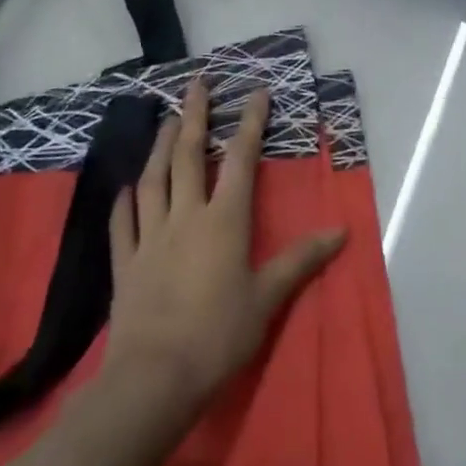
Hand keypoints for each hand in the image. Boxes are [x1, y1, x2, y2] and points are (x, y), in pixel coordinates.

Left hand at [104, 81, 344, 418]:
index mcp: (224, 220)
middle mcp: (186, 217)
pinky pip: (123, 224)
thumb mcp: (267, 299)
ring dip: (160, 146)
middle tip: (197, 85)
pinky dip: (124, 202)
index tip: (256, 92)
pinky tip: (126, 188)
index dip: (250, 123)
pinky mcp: (126, 263)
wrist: (153, 380)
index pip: (240, 160)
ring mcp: (151, 237)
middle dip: (194, 116)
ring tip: (166, 121)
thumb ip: (301, 260)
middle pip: (189, 156)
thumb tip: (342, 231)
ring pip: (154, 180)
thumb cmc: (217, 336)